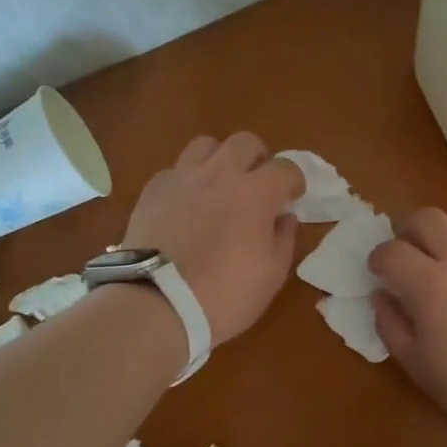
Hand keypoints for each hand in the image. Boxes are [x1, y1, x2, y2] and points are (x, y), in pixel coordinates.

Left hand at [121, 133, 304, 345]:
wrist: (157, 304)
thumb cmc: (225, 295)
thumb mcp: (272, 274)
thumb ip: (284, 238)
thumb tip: (284, 217)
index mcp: (255, 193)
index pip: (285, 168)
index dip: (294, 180)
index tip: (293, 197)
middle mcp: (220, 174)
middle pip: (245, 142)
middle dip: (258, 158)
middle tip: (258, 183)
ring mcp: (182, 178)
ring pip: (205, 145)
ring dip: (219, 159)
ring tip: (220, 184)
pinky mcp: (152, 190)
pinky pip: (175, 170)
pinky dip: (186, 180)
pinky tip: (187, 203)